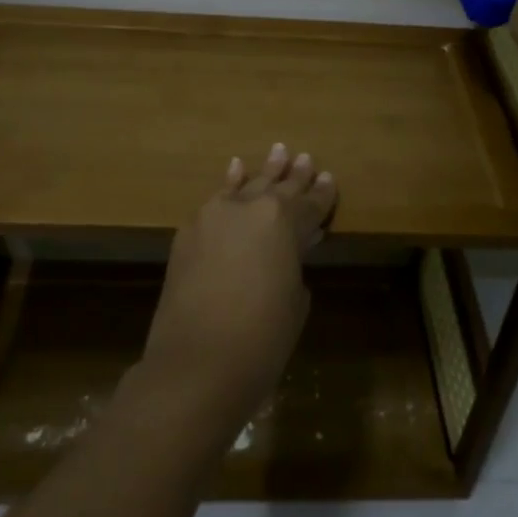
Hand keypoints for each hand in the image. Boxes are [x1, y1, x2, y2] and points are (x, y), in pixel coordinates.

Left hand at [138, 144, 337, 442]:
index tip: (329, 178)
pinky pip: (215, 200)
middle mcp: (249, 208)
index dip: (322, 195)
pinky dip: (228, 184)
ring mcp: (213, 217)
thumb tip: (289, 250)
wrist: (195, 365)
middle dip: (295, 177)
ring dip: (263, 172)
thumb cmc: (261, 339)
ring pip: (245, 186)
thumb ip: (294, 264)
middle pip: (278, 188)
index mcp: (283, 222)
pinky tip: (235, 169)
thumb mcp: (294, 300)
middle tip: (307, 159)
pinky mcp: (188, 233)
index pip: (310, 205)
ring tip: (279, 151)